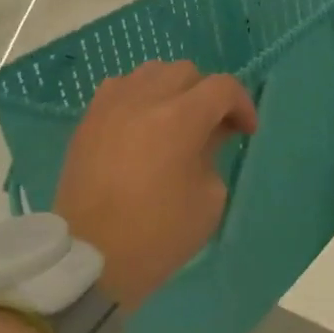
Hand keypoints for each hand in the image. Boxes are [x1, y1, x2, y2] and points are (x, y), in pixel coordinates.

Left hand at [52, 60, 256, 308]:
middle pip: (187, 72)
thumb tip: (209, 135)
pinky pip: (120, 86)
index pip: (223, 87)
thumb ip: (214, 154)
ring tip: (174, 119)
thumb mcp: (208, 200)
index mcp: (181, 119)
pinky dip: (138, 95)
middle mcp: (146, 100)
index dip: (242, 104)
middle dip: (207, 95)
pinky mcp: (88, 121)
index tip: (246, 131)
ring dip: (172, 89)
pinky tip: (140, 121)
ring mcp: (113, 107)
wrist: (87, 261)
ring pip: (152, 71)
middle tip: (211, 126)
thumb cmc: (156, 236)